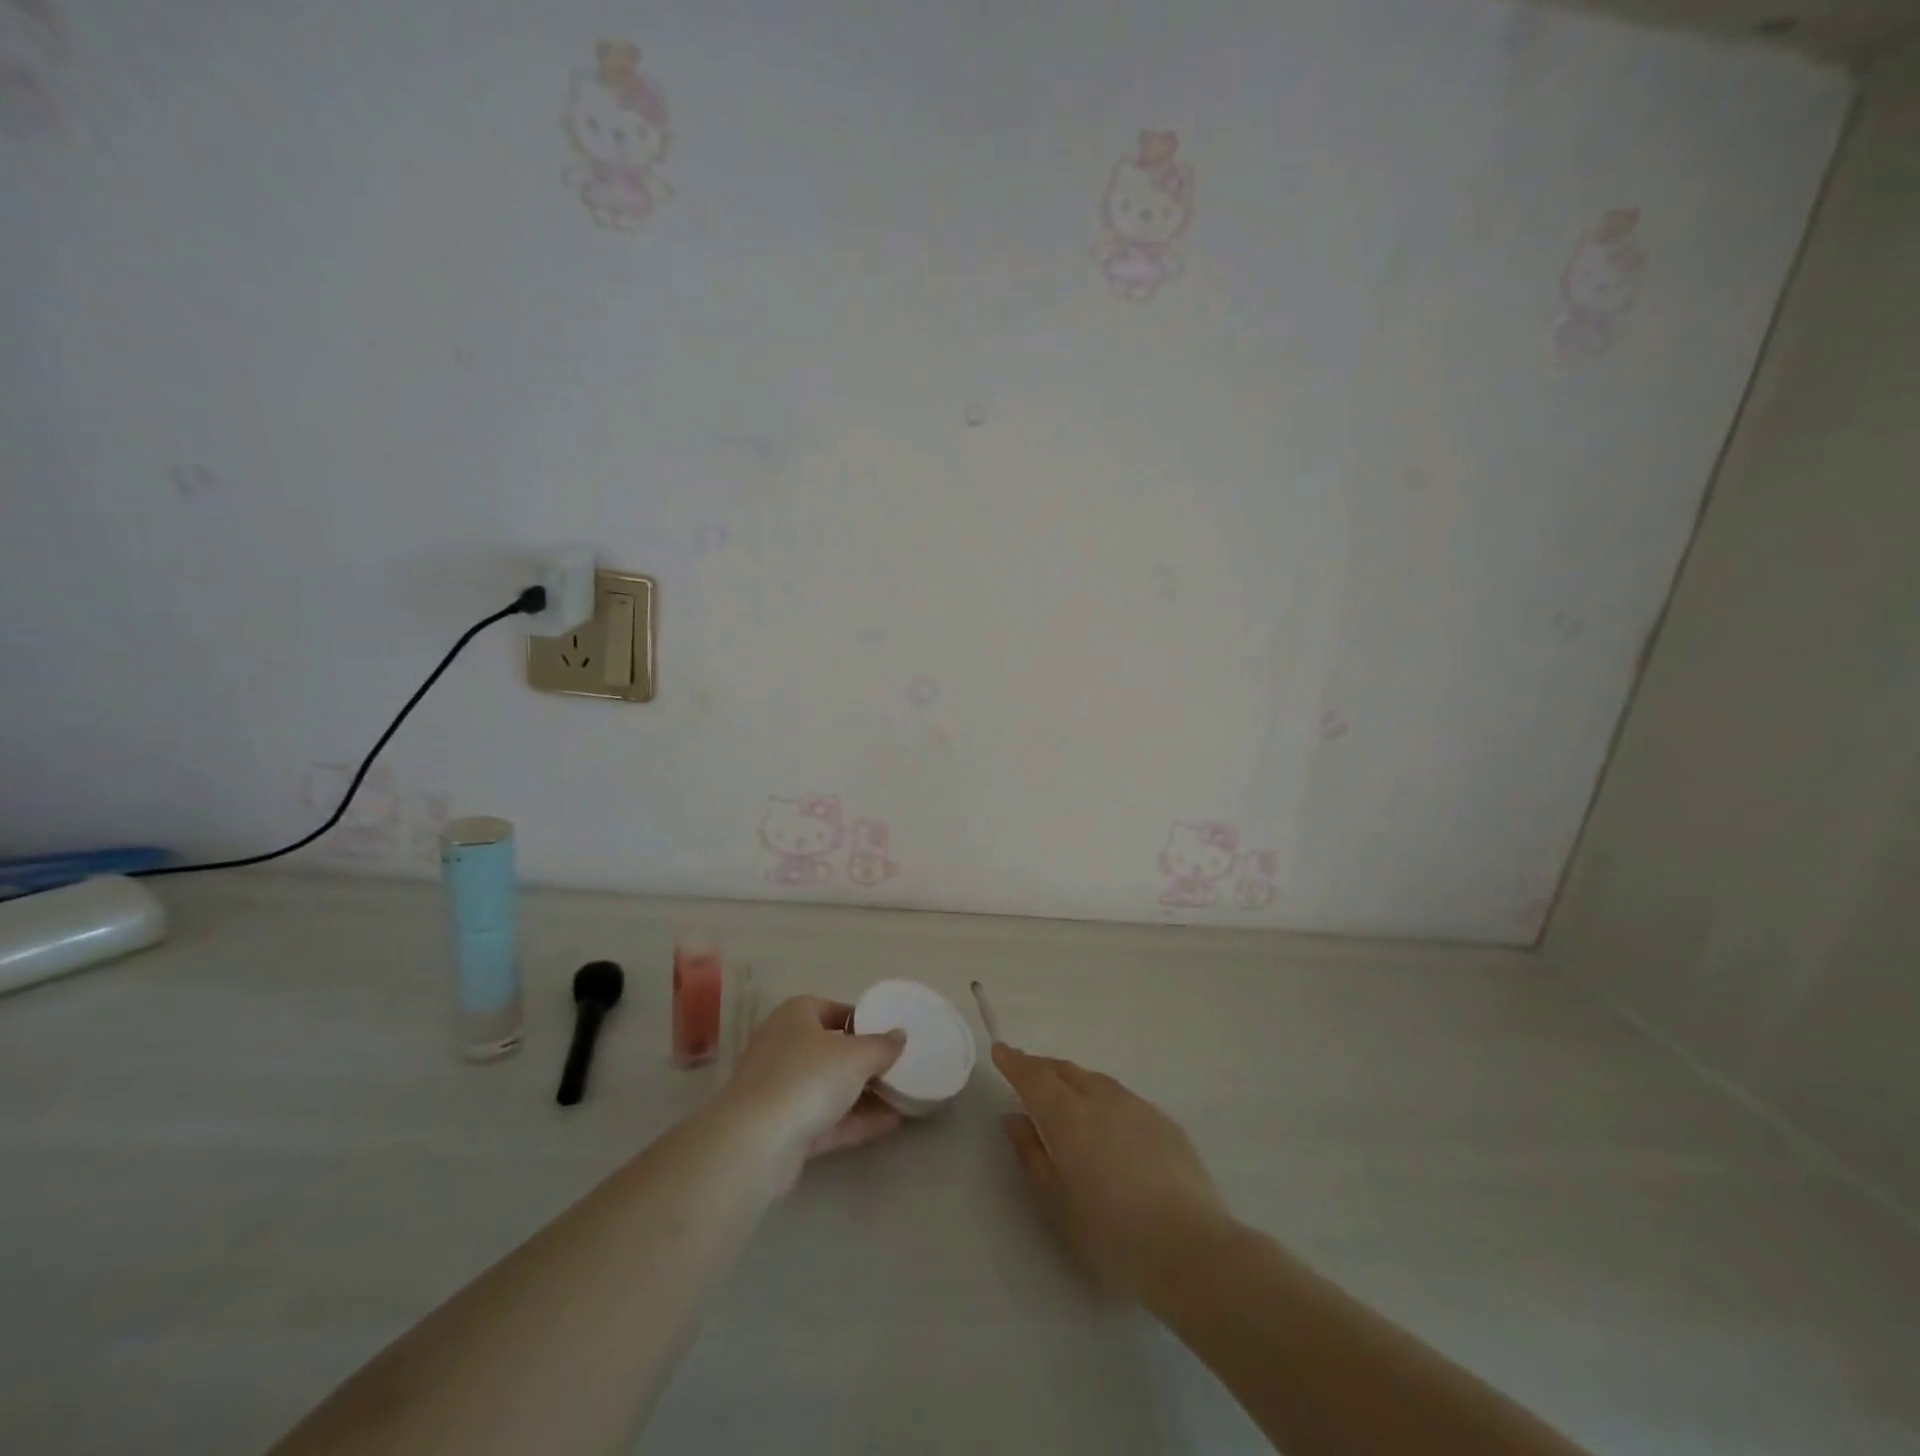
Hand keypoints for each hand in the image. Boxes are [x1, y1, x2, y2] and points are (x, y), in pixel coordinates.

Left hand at [718, 996, 906, 1188]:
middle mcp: (784, 1045)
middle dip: (865, 1061)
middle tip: (900, 1068)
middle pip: (832, 1049)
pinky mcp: (782, 1127)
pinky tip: (891, 1124)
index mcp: (796, 1015)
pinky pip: (826, 1118)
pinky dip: (855, 1120)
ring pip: (829, 1086)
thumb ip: (882, 1045)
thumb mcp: (856, 1056)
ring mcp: (780, 1088)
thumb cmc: (807, 1078)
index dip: (865, 1021)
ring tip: (903, 1097)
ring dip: (864, 1094)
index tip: (891, 1036)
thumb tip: (900, 1035)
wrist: (755, 1142)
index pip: (835, 1009)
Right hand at [994, 1044, 1231, 1297]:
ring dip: (1073, 1081)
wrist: (1191, 1249)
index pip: (1033, 1077)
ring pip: (1095, 1080)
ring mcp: (1136, 1106)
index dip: (1014, 1062)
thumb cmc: (1112, 1235)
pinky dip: (1103, 1098)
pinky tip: (1107, 1124)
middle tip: (1027, 1075)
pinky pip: (1122, 1097)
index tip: (1000, 1050)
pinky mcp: (1164, 1121)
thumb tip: (1014, 1119)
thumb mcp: (1057, 1204)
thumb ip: (1031, 1156)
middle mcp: (1100, 1098)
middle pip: (1065, 1071)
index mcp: (1068, 1116)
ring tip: (1065, 1096)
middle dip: (1042, 1068)